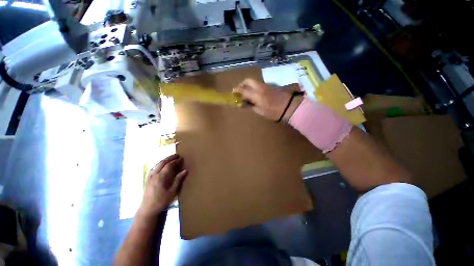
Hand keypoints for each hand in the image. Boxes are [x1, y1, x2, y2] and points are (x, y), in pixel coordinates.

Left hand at [139, 154, 187, 215]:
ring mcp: (150, 177)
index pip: (169, 165)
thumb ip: (178, 180)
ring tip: (170, 158)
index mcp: (160, 177)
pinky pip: (154, 168)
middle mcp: (154, 175)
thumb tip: (185, 171)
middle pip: (162, 163)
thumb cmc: (161, 201)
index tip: (181, 158)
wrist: (147, 210)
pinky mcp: (148, 180)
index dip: (175, 161)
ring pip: (157, 165)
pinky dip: (159, 164)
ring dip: (164, 160)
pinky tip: (161, 166)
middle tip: (176, 155)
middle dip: (169, 158)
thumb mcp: (172, 191)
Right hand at [233, 79, 292, 120]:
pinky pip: (258, 83)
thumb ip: (249, 106)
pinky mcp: (269, 86)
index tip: (233, 93)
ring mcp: (265, 85)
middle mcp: (259, 87)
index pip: (243, 90)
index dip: (237, 91)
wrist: (289, 106)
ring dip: (247, 85)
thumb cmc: (273, 112)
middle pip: (248, 81)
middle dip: (241, 84)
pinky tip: (253, 93)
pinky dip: (253, 86)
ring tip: (245, 92)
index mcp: (256, 94)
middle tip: (239, 90)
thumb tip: (240, 104)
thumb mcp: (260, 111)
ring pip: (253, 81)